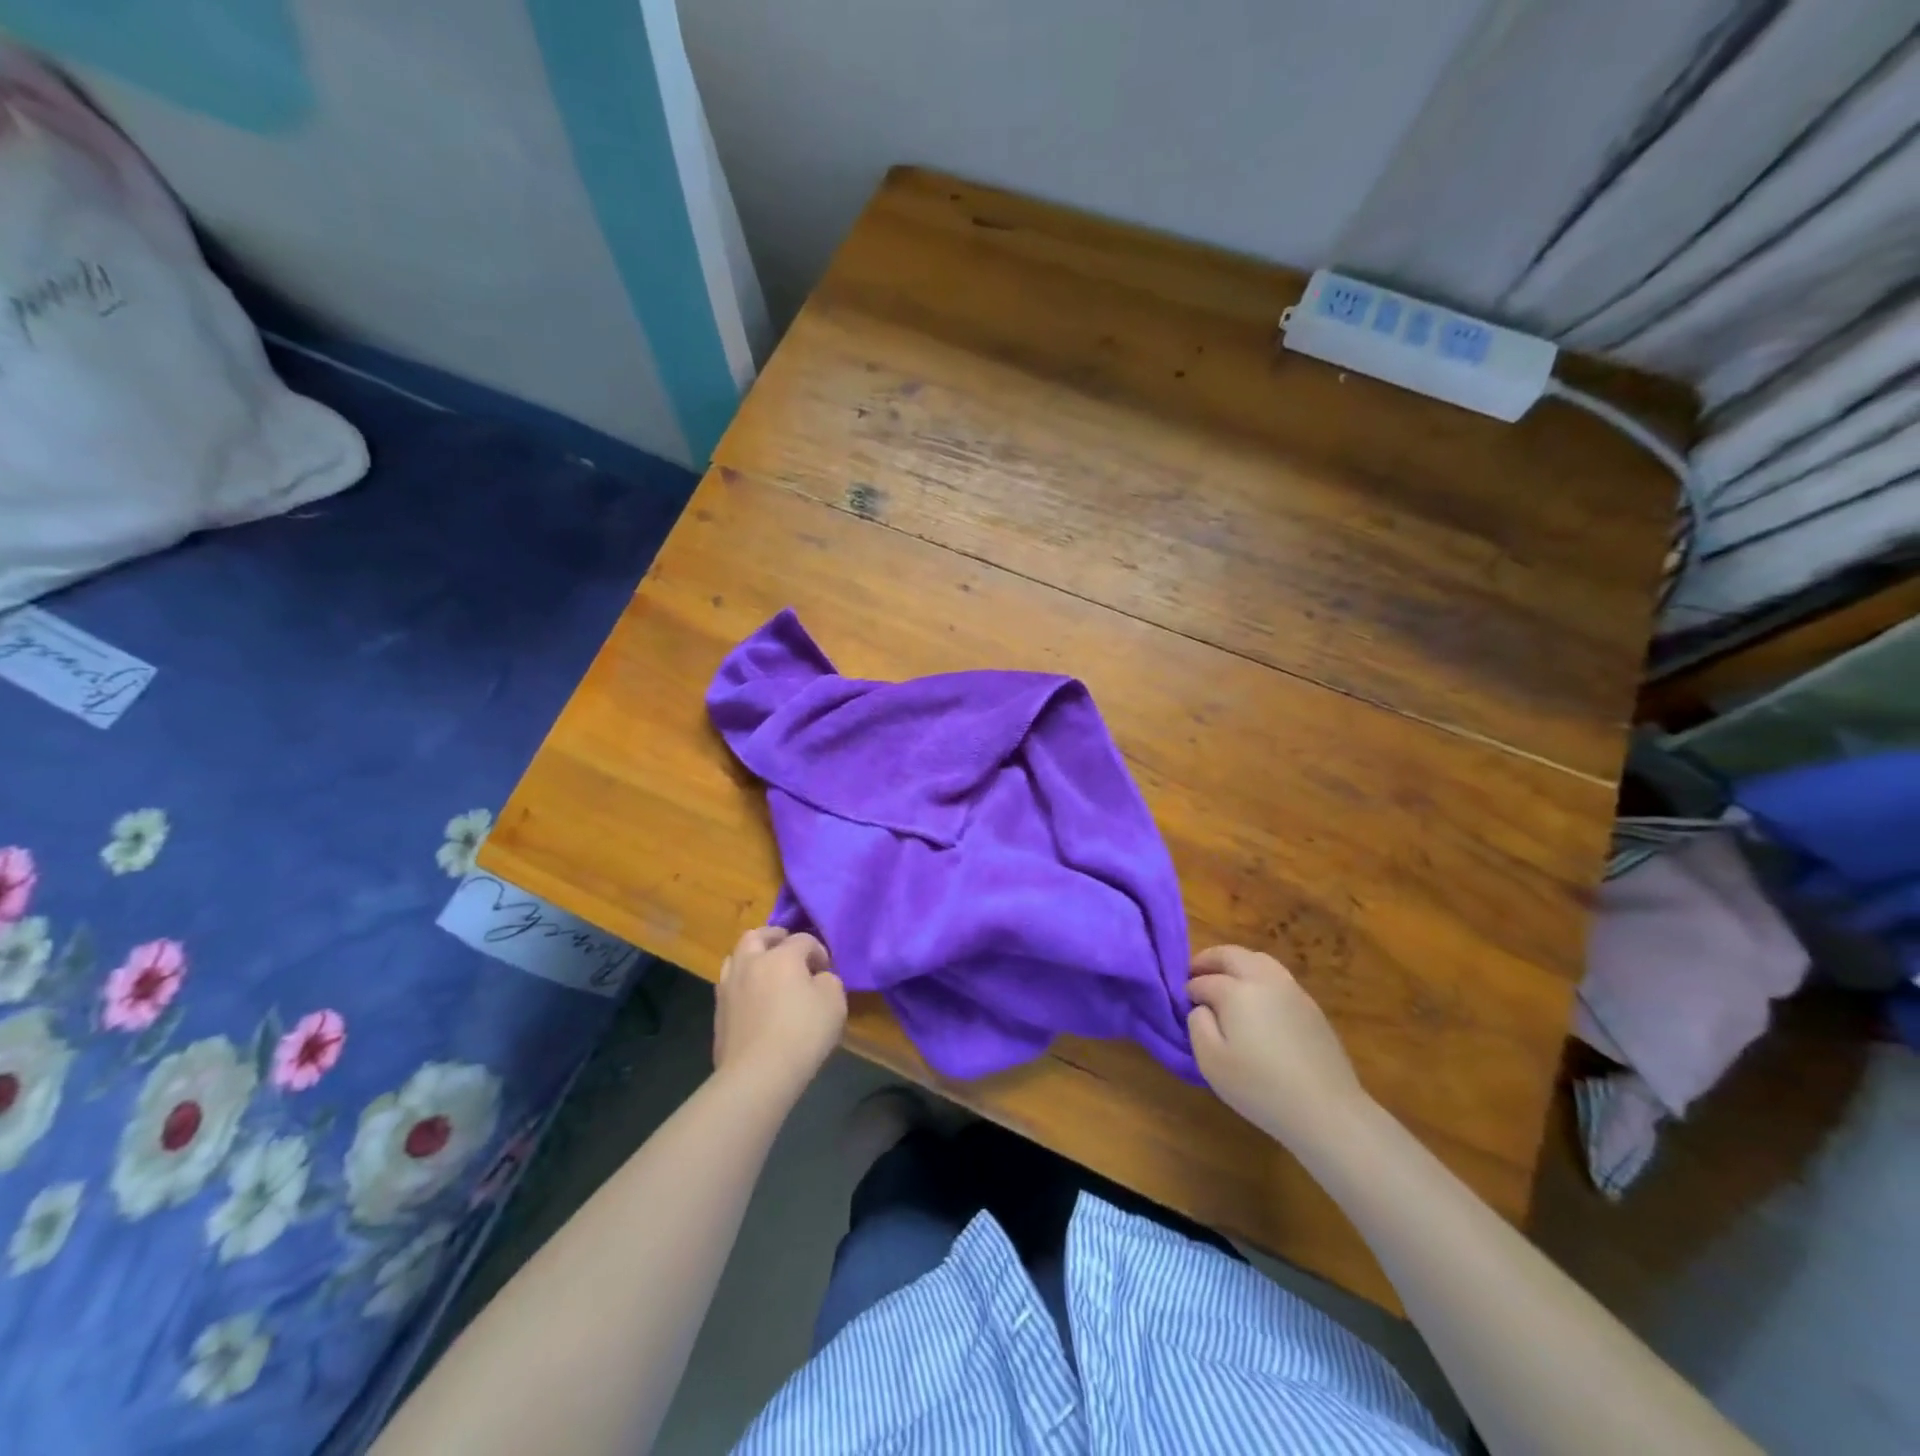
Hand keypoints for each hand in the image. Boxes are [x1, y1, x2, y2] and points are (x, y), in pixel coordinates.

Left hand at [713, 927, 846, 1100]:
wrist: (757, 1074)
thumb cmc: (802, 1033)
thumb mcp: (834, 1002)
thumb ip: (829, 981)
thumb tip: (818, 979)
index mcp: (781, 956)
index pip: (803, 939)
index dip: (818, 951)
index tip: (826, 970)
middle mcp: (751, 963)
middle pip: (757, 936)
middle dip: (774, 937)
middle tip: (787, 948)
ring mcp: (729, 987)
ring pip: (736, 957)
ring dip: (752, 957)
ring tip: (765, 970)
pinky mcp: (718, 1012)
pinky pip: (729, 985)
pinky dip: (742, 982)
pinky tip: (754, 998)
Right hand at [1187, 945, 1369, 1149]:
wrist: (1326, 1110)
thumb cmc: (1259, 1087)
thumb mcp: (1210, 1061)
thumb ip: (1197, 1025)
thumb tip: (1202, 1007)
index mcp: (1236, 990)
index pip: (1204, 981)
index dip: (1189, 990)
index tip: (1182, 1001)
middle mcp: (1264, 980)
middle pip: (1232, 955)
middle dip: (1209, 960)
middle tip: (1195, 973)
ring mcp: (1292, 990)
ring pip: (1258, 960)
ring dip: (1236, 964)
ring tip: (1226, 981)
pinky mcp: (1311, 1007)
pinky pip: (1277, 977)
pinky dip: (1258, 977)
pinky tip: (1256, 1000)